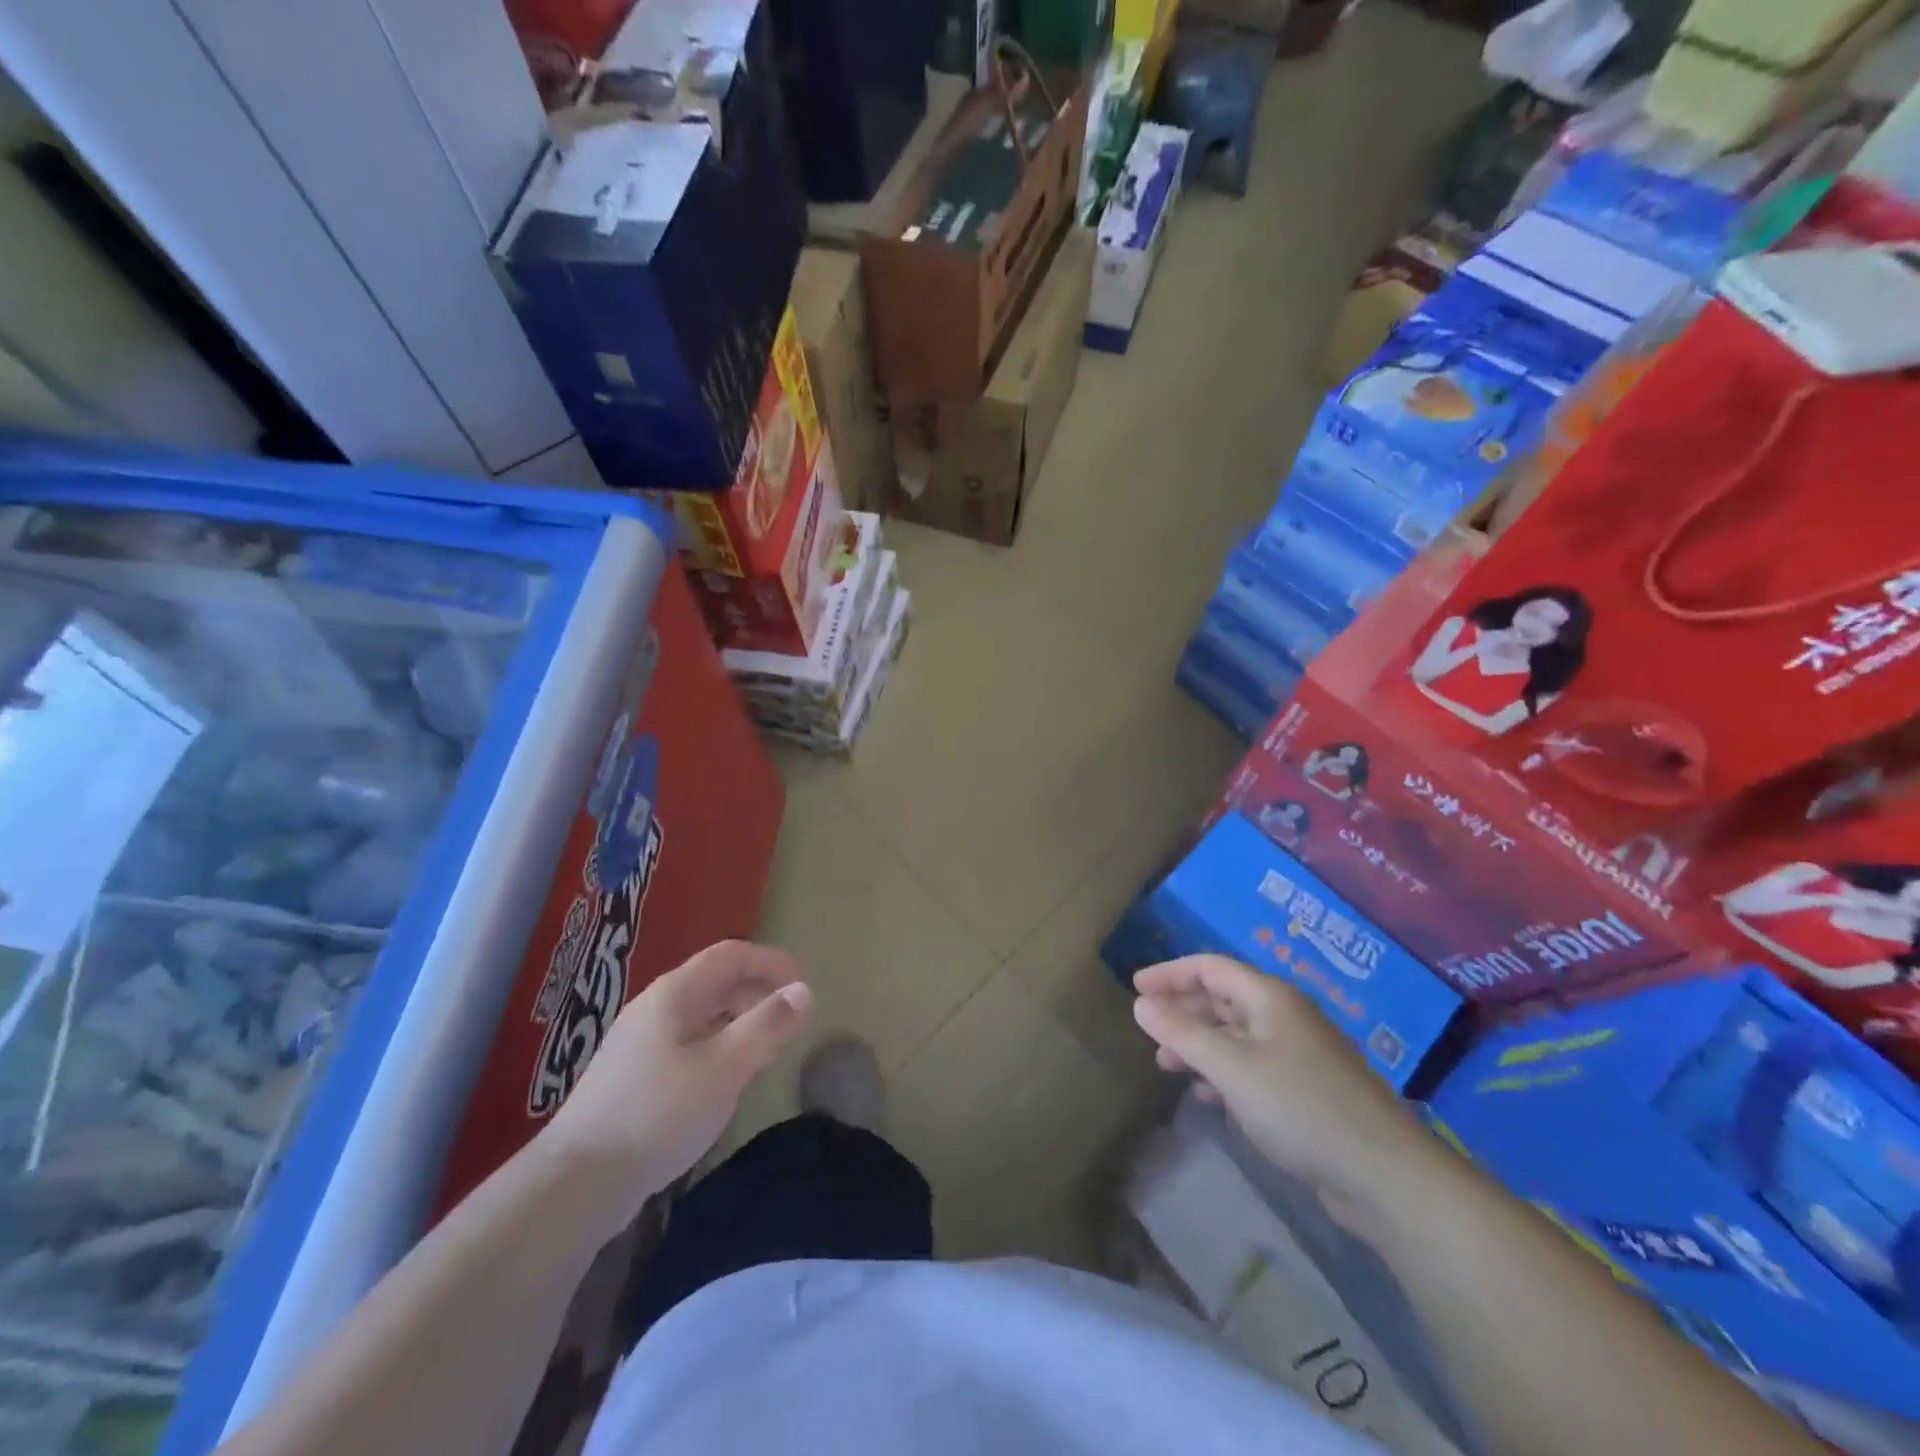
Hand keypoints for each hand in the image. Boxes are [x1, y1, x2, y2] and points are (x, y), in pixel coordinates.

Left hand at [545, 940, 811, 1238]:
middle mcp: (655, 1008)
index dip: (770, 961)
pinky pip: (687, 1042)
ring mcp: (640, 1042)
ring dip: (738, 1021)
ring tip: (764, 1050)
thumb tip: (803, 990)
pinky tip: (724, 1080)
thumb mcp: (724, 1067)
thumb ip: (766, 1025)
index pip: (731, 955)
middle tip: (789, 1021)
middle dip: (757, 992)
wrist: (576, 1182)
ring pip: (701, 1015)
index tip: (803, 985)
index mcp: (675, 993)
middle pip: (715, 981)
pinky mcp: (633, 1076)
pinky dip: (717, 1046)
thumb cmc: (658, 1113)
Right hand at [1133, 956, 1436, 1215]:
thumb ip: (1183, 1033)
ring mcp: (1299, 1053)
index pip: (1210, 967)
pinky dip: (1223, 1071)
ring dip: (1199, 1044)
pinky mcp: (1307, 1089)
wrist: (1384, 1175)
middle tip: (1148, 1030)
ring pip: (1235, 1034)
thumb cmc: (1299, 1107)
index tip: (1135, 988)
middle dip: (1182, 1011)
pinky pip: (1252, 1065)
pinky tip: (1206, 1095)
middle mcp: (1284, 1015)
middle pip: (1222, 998)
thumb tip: (1141, 1004)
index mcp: (1269, 998)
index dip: (1170, 973)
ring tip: (1166, 1064)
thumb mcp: (1231, 1068)